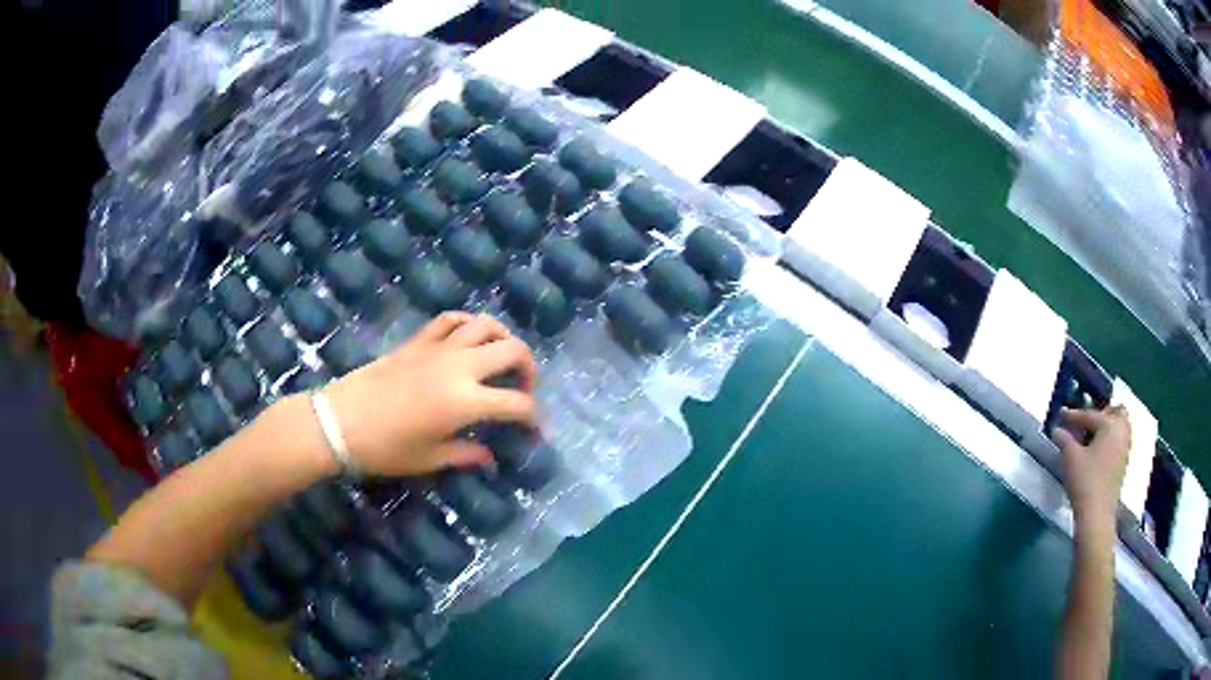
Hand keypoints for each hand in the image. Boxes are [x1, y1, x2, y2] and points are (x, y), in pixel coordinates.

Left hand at [321, 312, 537, 476]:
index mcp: (466, 402)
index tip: (535, 432)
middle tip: (523, 390)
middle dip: (528, 369)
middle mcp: (459, 367)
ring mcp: (437, 348)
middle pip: (512, 351)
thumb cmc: (384, 449)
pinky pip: (450, 320)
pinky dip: (467, 324)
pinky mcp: (417, 341)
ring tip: (501, 358)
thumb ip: (466, 454)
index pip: (517, 404)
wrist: (339, 422)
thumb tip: (489, 455)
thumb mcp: (429, 459)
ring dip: (503, 339)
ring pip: (485, 325)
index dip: (533, 419)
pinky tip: (467, 339)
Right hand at [1053, 406, 1132, 528]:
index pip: (1089, 415)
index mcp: (1110, 425)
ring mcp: (1125, 447)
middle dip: (1101, 413)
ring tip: (1092, 435)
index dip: (1073, 415)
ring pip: (1121, 425)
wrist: (1097, 515)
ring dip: (1108, 425)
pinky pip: (1120, 439)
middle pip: (1115, 412)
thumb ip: (1064, 439)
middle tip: (1085, 422)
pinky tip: (1099, 450)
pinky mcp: (1123, 462)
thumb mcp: (1071, 458)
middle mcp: (1121, 431)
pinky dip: (1111, 438)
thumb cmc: (1085, 482)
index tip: (1060, 414)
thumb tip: (1057, 429)